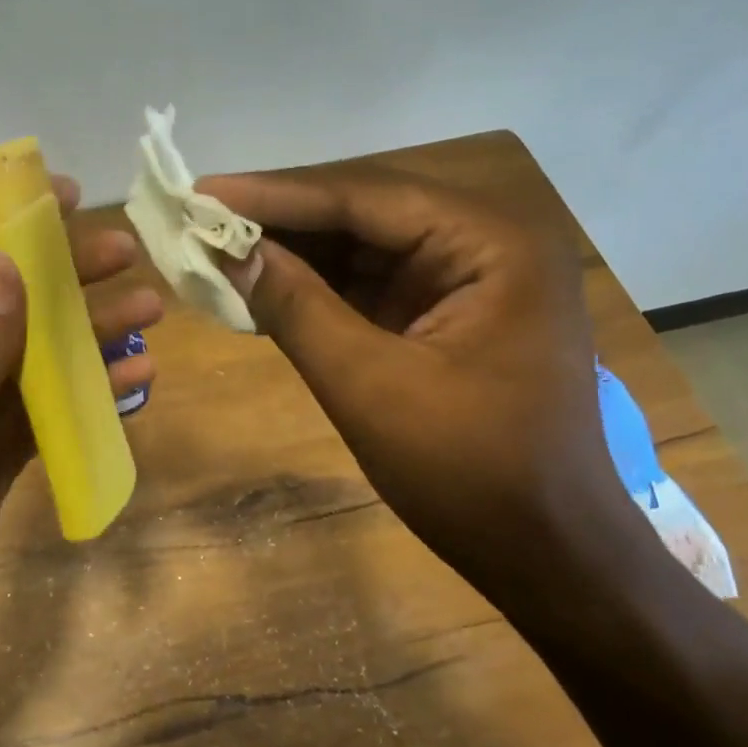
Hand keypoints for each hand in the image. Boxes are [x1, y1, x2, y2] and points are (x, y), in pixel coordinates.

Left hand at [0, 176, 161, 682]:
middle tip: (128, 255)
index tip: (67, 197)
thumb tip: (3, 263)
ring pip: (42, 361)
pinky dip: (93, 397)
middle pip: (14, 310)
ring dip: (92, 339)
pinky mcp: (2, 454)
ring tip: (150, 313)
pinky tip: (136, 383)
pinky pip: (53, 413)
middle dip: (69, 282)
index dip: (15, 233)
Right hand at [199, 164, 630, 597]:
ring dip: (293, 251)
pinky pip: (369, 284)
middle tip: (201, 215)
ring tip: (218, 245)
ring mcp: (468, 279)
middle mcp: (486, 243)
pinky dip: (315, 287)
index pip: (366, 198)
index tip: (202, 192)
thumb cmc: (470, 474)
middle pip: (364, 213)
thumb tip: (231, 252)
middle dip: (281, 219)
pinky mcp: (445, 314)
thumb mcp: (370, 387)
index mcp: (492, 244)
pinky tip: (262, 283)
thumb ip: (297, 308)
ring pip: (362, 246)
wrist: (545, 554)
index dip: (276, 194)